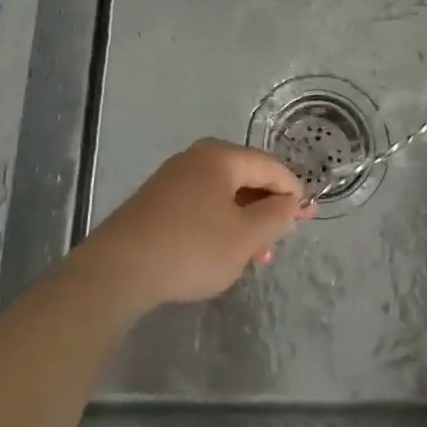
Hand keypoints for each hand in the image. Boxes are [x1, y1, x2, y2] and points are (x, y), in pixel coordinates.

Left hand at [67, 139, 309, 313]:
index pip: (269, 165)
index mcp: (220, 157)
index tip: (308, 216)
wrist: (118, 269)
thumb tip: (290, 202)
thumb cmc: (192, 247)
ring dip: (244, 223)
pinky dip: (220, 226)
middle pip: (244, 178)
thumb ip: (275, 217)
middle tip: (282, 239)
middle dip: (267, 209)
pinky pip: (201, 207)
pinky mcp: (155, 204)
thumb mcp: (245, 237)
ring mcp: (172, 180)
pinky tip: (223, 254)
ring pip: (222, 196)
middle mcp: (195, 159)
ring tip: (256, 257)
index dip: (292, 190)